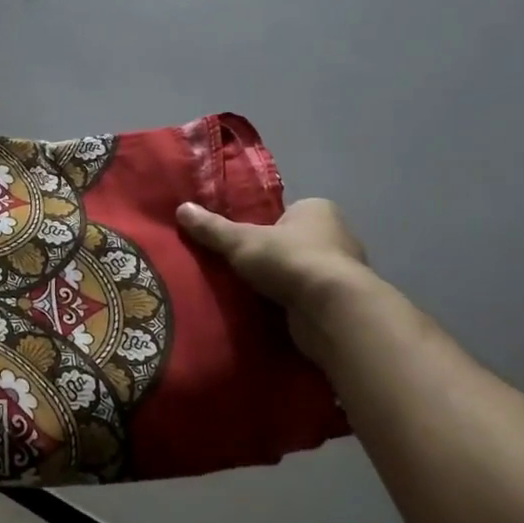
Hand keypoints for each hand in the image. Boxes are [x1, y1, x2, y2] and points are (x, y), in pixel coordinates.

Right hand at [176, 197, 369, 362]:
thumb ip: (212, 229)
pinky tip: (270, 314)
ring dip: (283, 283)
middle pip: (295, 242)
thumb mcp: (241, 241)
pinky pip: (308, 299)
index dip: (264, 225)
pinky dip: (293, 305)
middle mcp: (337, 235)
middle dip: (272, 256)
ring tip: (250, 293)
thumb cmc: (290, 260)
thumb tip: (181, 209)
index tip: (241, 241)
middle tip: (240, 267)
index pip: (286, 212)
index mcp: (317, 210)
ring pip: (302, 272)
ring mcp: (343, 272)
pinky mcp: (341, 303)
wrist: (332, 311)